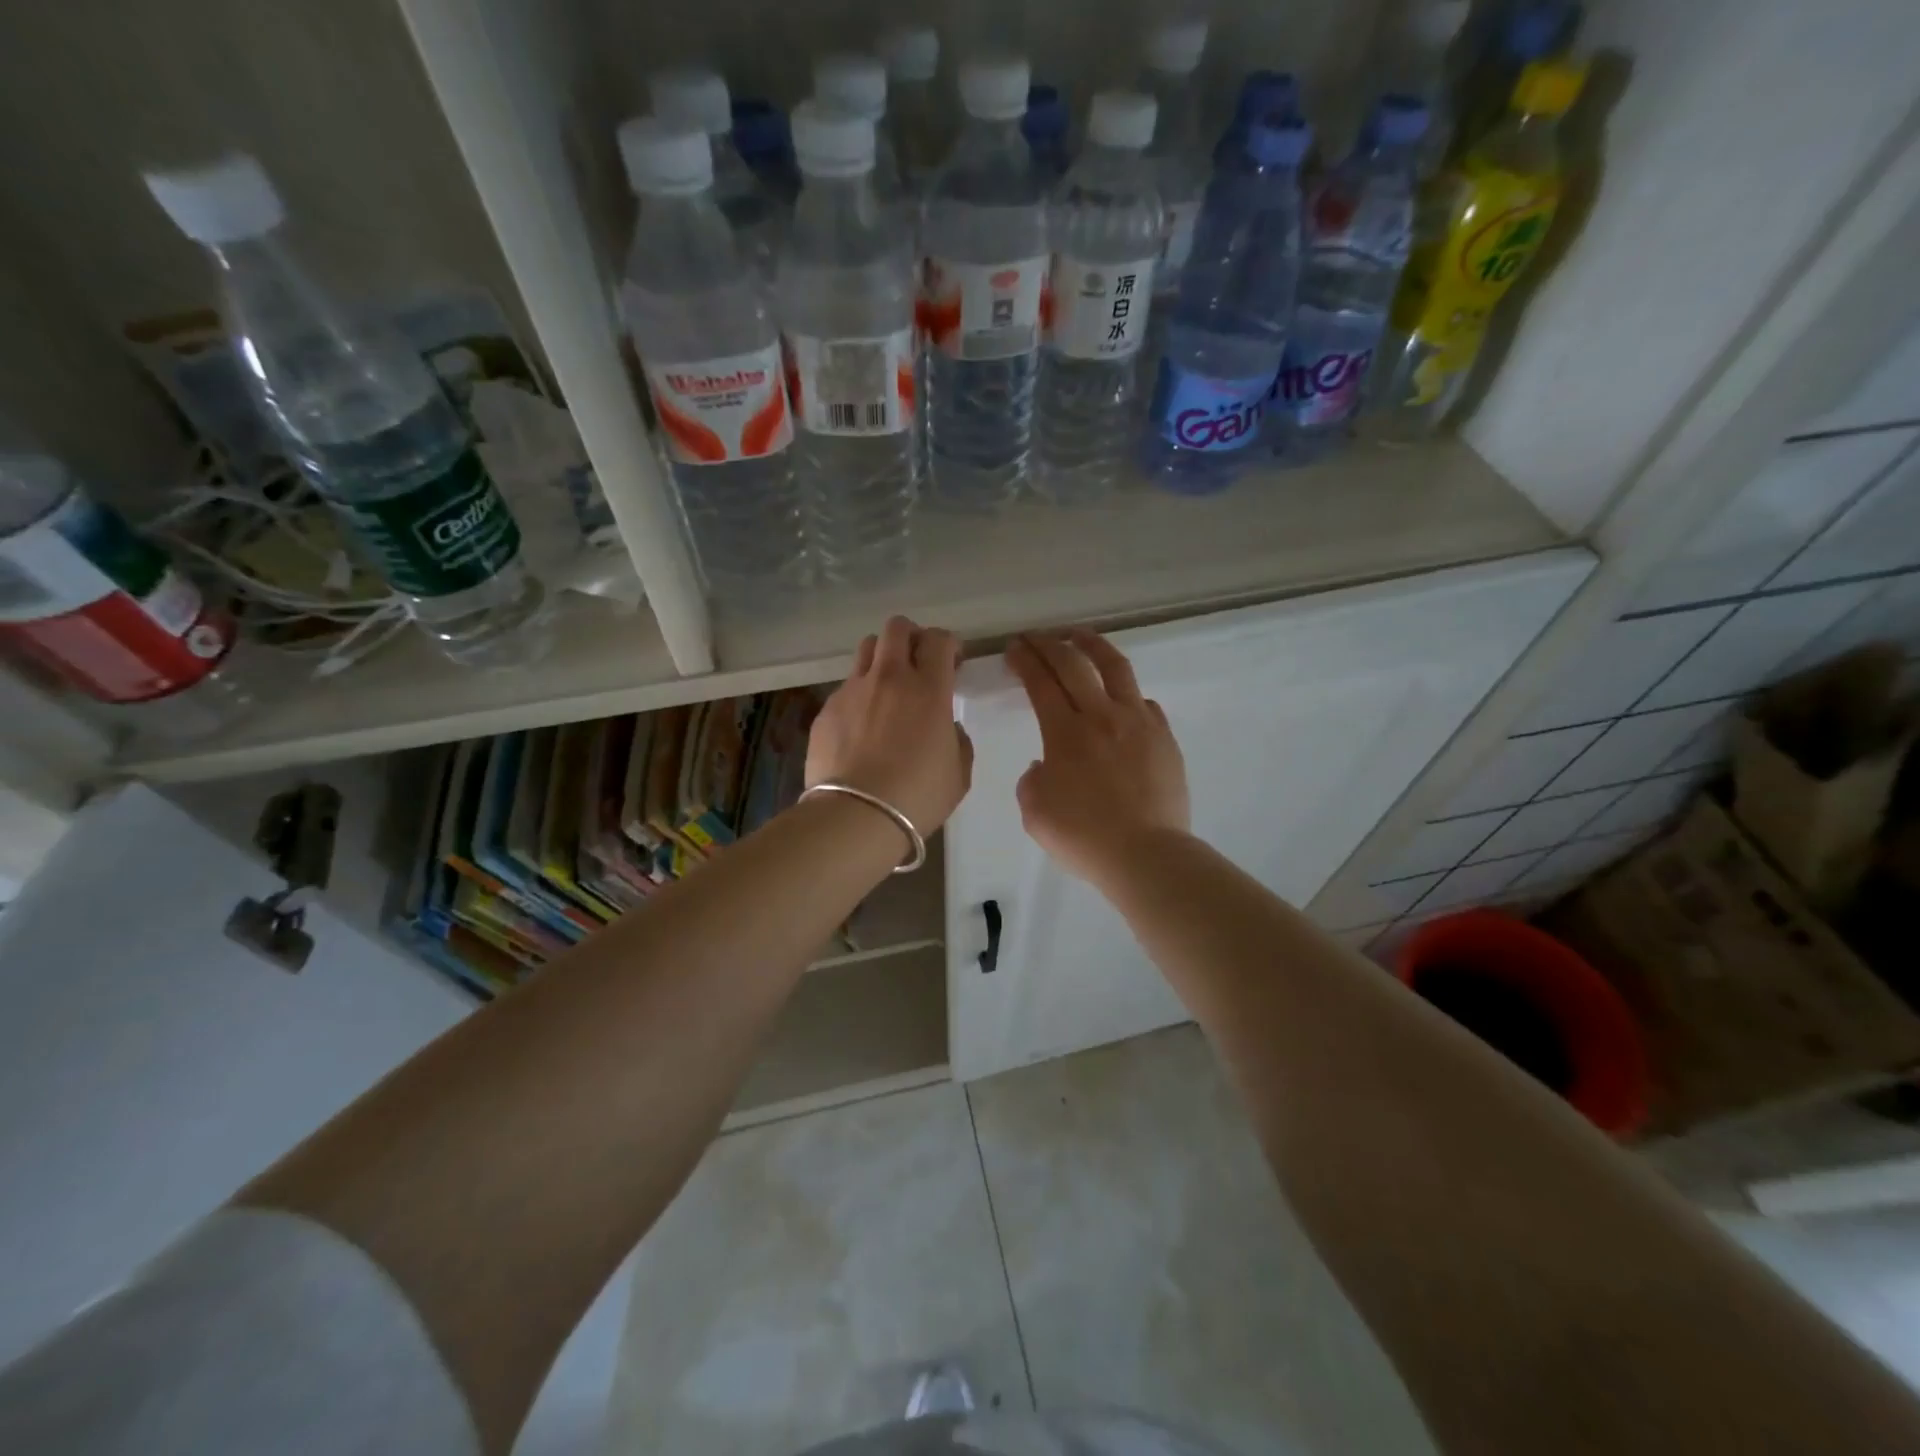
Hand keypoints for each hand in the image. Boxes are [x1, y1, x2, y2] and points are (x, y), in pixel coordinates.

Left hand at [807, 616, 973, 836]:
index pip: (938, 639)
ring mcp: (853, 690)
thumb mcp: (958, 772)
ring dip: (882, 658)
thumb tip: (945, 728)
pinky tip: (861, 727)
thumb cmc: (917, 796)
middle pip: (897, 628)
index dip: (948, 644)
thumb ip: (957, 740)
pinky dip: (859, 695)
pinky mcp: (826, 709)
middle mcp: (889, 678)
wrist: (856, 816)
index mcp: (928, 689)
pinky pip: (846, 687)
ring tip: (887, 687)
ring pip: (866, 650)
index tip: (952, 663)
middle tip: (918, 663)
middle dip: (911, 637)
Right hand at [1006, 629, 1189, 887]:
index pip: (1041, 683)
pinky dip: (1127, 693)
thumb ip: (1033, 780)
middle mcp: (1101, 716)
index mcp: (1065, 733)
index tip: (1015, 648)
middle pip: (1073, 665)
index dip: (1025, 661)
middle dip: (1049, 644)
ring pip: (1116, 668)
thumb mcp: (1035, 812)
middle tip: (1035, 636)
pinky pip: (1144, 703)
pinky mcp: (1164, 737)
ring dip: (1093, 646)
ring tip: (1080, 635)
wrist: (1146, 855)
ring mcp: (1138, 722)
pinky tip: (1121, 696)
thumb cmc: (1084, 837)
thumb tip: (1048, 764)